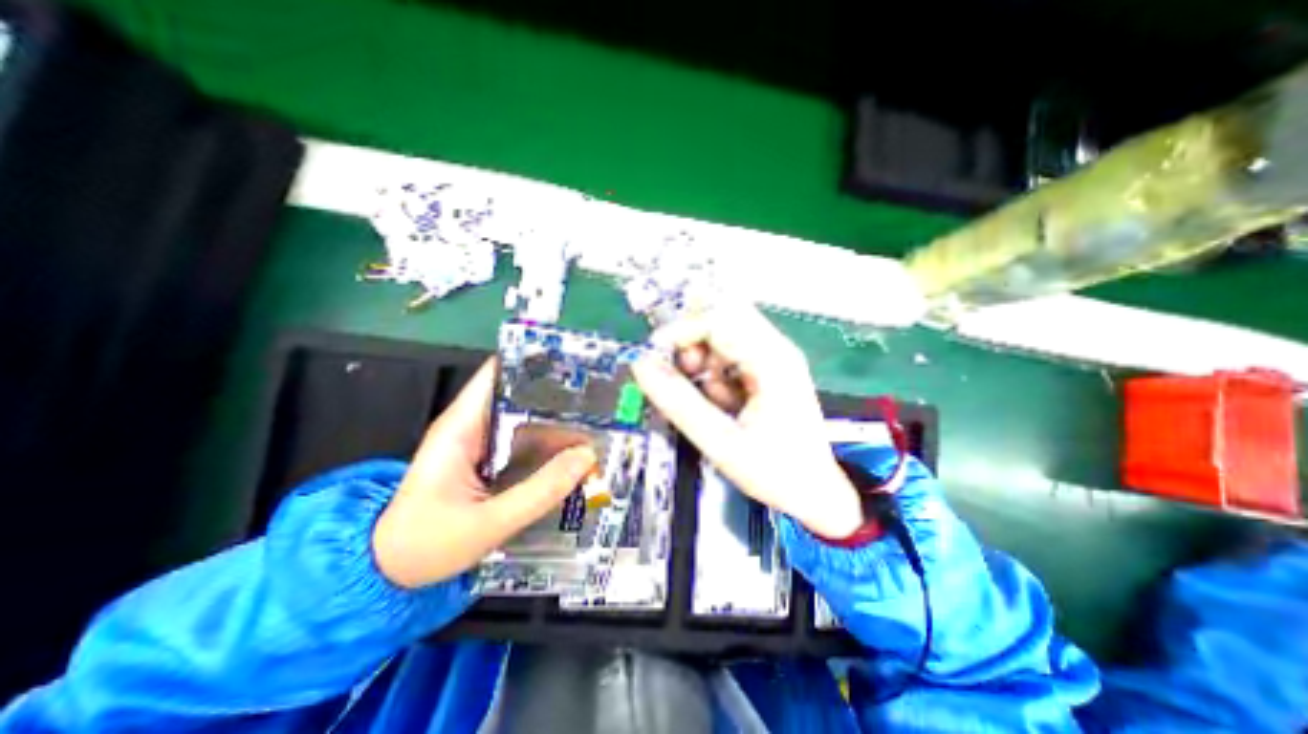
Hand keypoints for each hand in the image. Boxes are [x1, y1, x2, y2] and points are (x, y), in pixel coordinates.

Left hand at [373, 360, 595, 589]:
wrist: (390, 573)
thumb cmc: (425, 545)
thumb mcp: (487, 524)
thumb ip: (539, 492)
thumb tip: (587, 456)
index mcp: (461, 426)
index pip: (498, 374)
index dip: (534, 362)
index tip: (574, 363)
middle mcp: (474, 425)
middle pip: (521, 394)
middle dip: (559, 394)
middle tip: (601, 397)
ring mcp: (484, 442)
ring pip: (528, 420)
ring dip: (560, 421)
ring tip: (600, 421)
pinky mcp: (492, 460)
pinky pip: (527, 443)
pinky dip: (551, 444)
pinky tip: (577, 450)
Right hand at [632, 305, 866, 537]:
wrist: (817, 493)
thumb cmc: (776, 472)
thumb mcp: (721, 442)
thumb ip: (679, 403)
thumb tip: (641, 365)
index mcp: (772, 360)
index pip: (718, 319)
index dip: (680, 331)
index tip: (653, 357)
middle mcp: (775, 348)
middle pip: (721, 318)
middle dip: (692, 342)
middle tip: (680, 375)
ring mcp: (772, 357)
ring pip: (722, 336)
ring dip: (703, 361)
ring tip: (705, 400)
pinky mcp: (766, 370)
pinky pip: (729, 356)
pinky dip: (714, 374)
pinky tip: (721, 404)